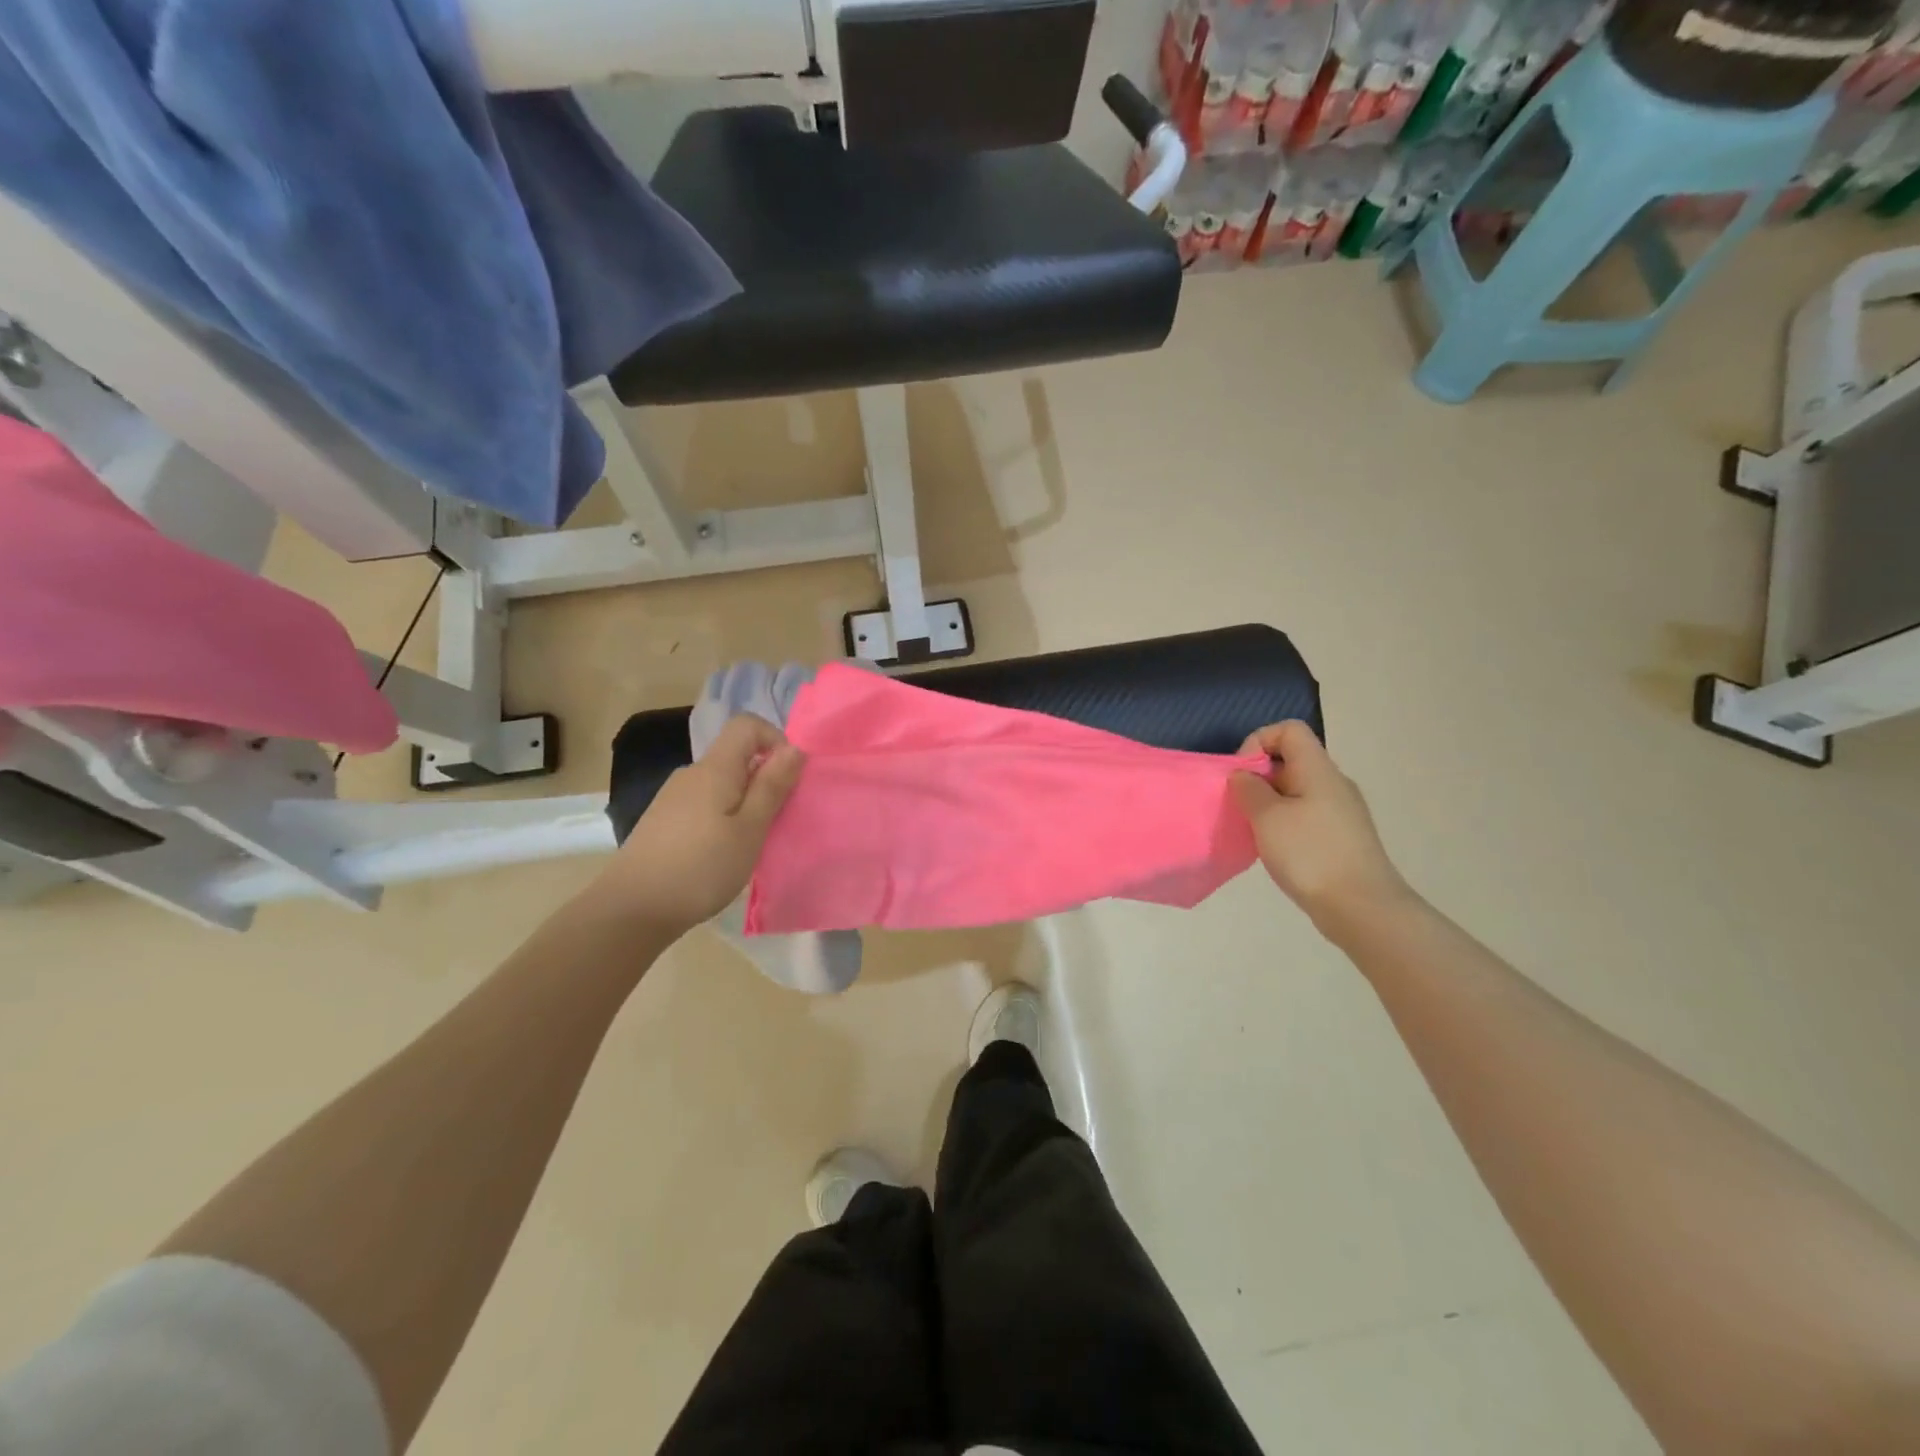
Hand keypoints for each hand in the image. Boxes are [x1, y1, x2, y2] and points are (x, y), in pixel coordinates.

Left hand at [589, 714, 804, 937]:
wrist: (632, 909)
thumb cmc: (701, 868)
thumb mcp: (750, 830)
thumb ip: (772, 787)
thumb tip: (795, 748)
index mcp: (715, 768)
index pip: (747, 725)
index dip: (775, 740)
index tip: (788, 779)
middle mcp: (692, 773)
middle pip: (736, 756)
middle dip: (764, 779)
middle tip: (776, 821)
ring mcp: (674, 797)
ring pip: (722, 783)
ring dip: (745, 802)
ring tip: (751, 843)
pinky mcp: (664, 820)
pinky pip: (706, 804)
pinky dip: (724, 817)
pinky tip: (721, 853)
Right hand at [1230, 721, 1414, 935]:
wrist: (1362, 908)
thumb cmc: (1311, 854)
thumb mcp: (1268, 817)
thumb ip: (1249, 789)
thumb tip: (1244, 775)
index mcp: (1318, 769)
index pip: (1289, 730)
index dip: (1258, 742)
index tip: (1242, 775)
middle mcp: (1333, 783)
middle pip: (1291, 760)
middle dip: (1258, 777)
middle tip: (1240, 806)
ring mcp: (1340, 812)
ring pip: (1296, 790)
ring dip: (1268, 804)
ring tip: (1255, 832)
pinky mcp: (1341, 837)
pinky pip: (1305, 815)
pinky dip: (1283, 824)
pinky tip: (1276, 850)